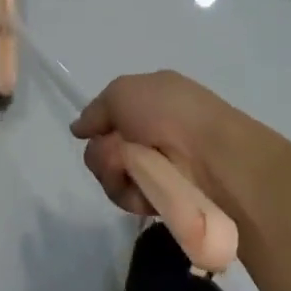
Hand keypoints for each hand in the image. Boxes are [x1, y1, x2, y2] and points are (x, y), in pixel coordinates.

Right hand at [70, 71, 246, 213]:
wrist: (210, 157)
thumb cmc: (168, 112)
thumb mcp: (123, 91)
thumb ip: (96, 110)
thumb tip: (79, 128)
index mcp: (150, 101)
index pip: (110, 115)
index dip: (98, 124)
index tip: (91, 131)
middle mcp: (151, 133)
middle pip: (102, 148)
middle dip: (102, 152)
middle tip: (118, 152)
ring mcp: (156, 168)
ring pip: (108, 174)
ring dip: (113, 171)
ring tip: (133, 170)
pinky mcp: (160, 199)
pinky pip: (126, 197)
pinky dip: (130, 192)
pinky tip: (146, 189)